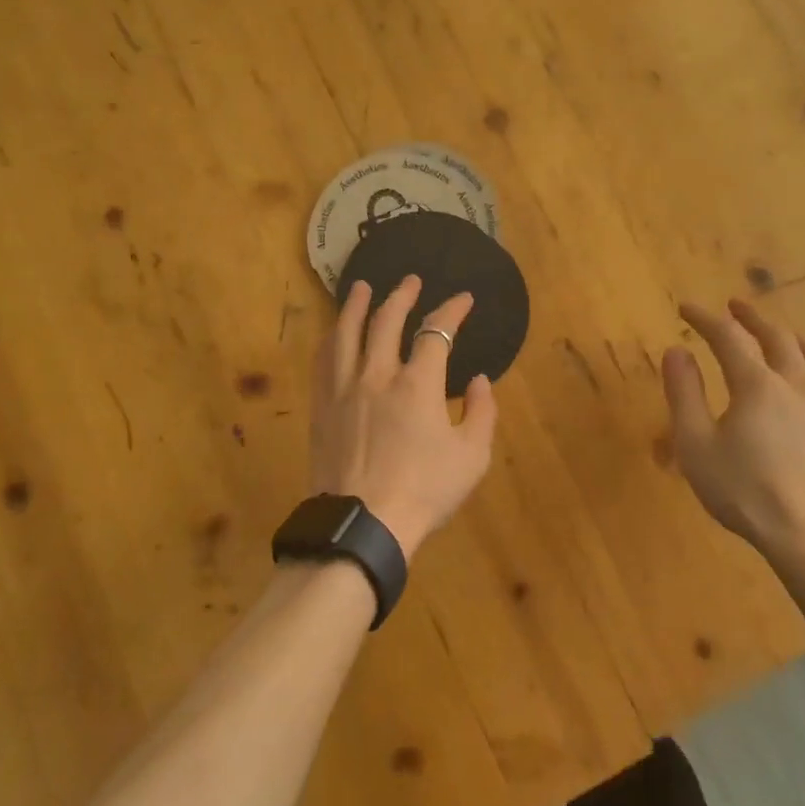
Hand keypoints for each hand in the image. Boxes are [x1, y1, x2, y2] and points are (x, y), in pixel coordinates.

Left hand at [309, 276, 497, 558]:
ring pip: (346, 333)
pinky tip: (332, 332)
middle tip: (410, 281)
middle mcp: (377, 374)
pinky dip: (330, 338)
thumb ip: (482, 413)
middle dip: (402, 296)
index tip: (463, 299)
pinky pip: (323, 361)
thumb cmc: (424, 491)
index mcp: (418, 384)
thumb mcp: (471, 457)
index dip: (452, 310)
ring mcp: (344, 388)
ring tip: (361, 287)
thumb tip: (481, 380)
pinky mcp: (322, 407)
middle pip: (386, 321)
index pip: (436, 332)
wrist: (363, 524)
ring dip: (356, 305)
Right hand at [661, 299, 804, 572]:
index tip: (686, 308)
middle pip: (776, 335)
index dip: (705, 318)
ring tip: (778, 334)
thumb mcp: (696, 445)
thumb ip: (684, 394)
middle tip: (734, 307)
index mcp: (757, 384)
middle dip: (750, 317)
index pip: (728, 336)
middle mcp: (796, 382)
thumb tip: (676, 351)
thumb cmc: (744, 491)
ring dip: (789, 335)